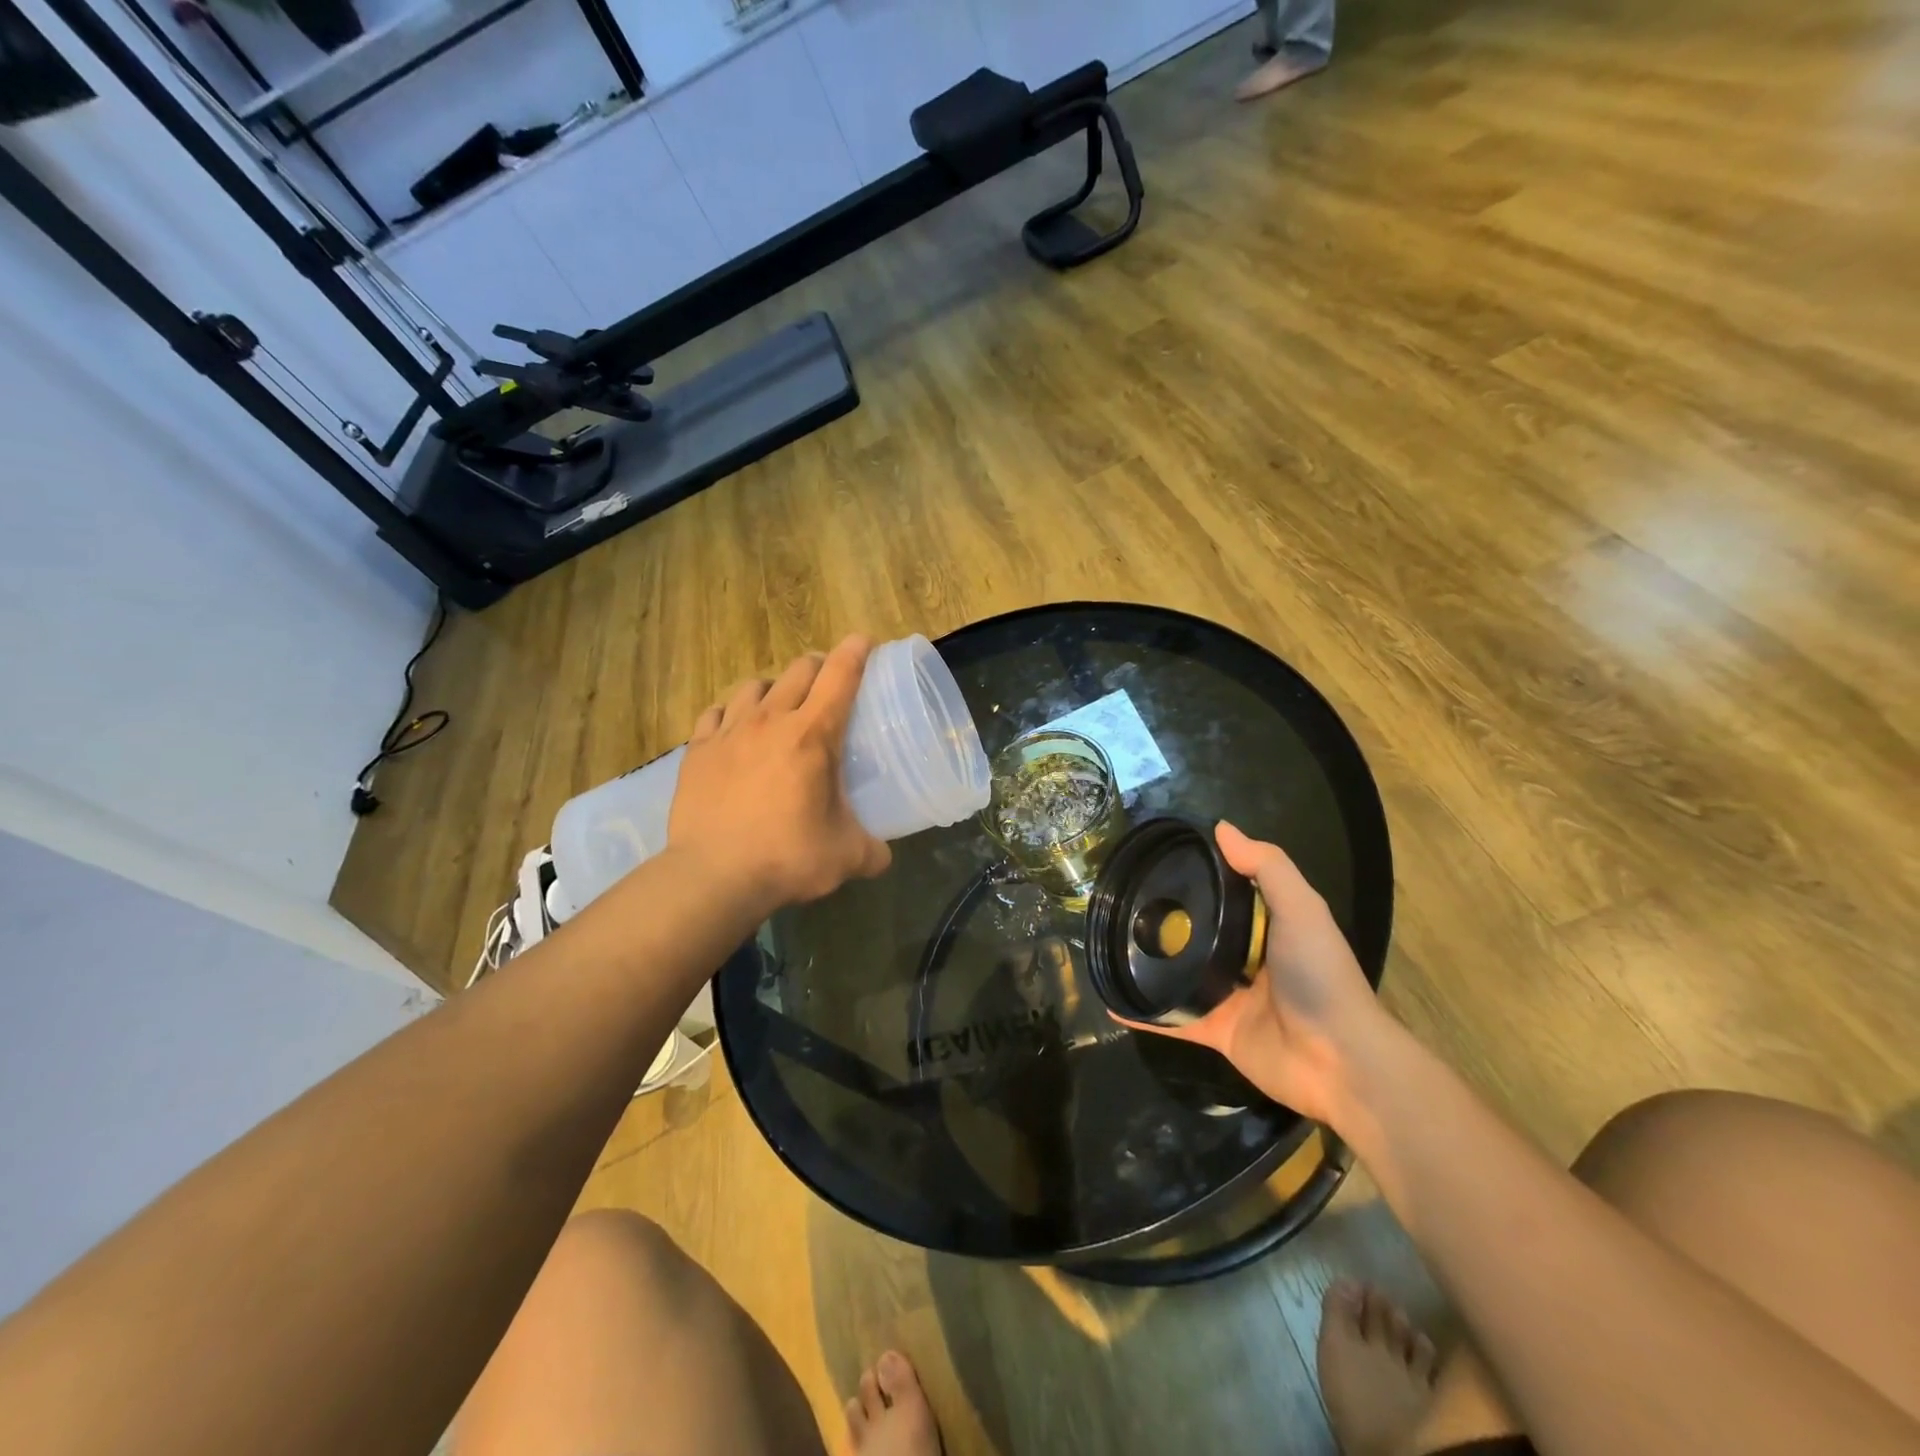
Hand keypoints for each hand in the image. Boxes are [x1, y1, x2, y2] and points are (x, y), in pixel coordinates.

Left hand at [668, 635, 891, 912]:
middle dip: (819, 667)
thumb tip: (883, 856)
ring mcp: (729, 732)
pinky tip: (734, 731)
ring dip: (774, 688)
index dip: (856, 651)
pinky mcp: (697, 750)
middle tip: (828, 685)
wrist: (713, 877)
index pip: (840, 675)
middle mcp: (771, 720)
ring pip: (754, 686)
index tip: (865, 641)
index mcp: (812, 735)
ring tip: (779, 708)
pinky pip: (715, 714)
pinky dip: (731, 715)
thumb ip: (872, 850)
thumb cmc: (787, 858)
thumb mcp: (846, 857)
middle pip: (798, 669)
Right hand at [1119, 821, 1390, 1126]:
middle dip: (1164, 919)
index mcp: (1269, 928)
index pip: (1227, 893)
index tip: (1157, 857)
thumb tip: (1220, 827)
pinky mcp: (1215, 1031)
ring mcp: (1228, 997)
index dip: (1198, 875)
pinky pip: (1172, 1019)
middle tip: (1120, 899)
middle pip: (1198, 933)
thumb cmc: (1320, 976)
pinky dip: (1144, 1015)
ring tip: (1108, 943)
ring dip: (1149, 964)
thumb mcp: (1302, 909)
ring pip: (1180, 974)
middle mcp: (1247, 959)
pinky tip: (1113, 1003)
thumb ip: (1266, 867)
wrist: (1339, 1062)